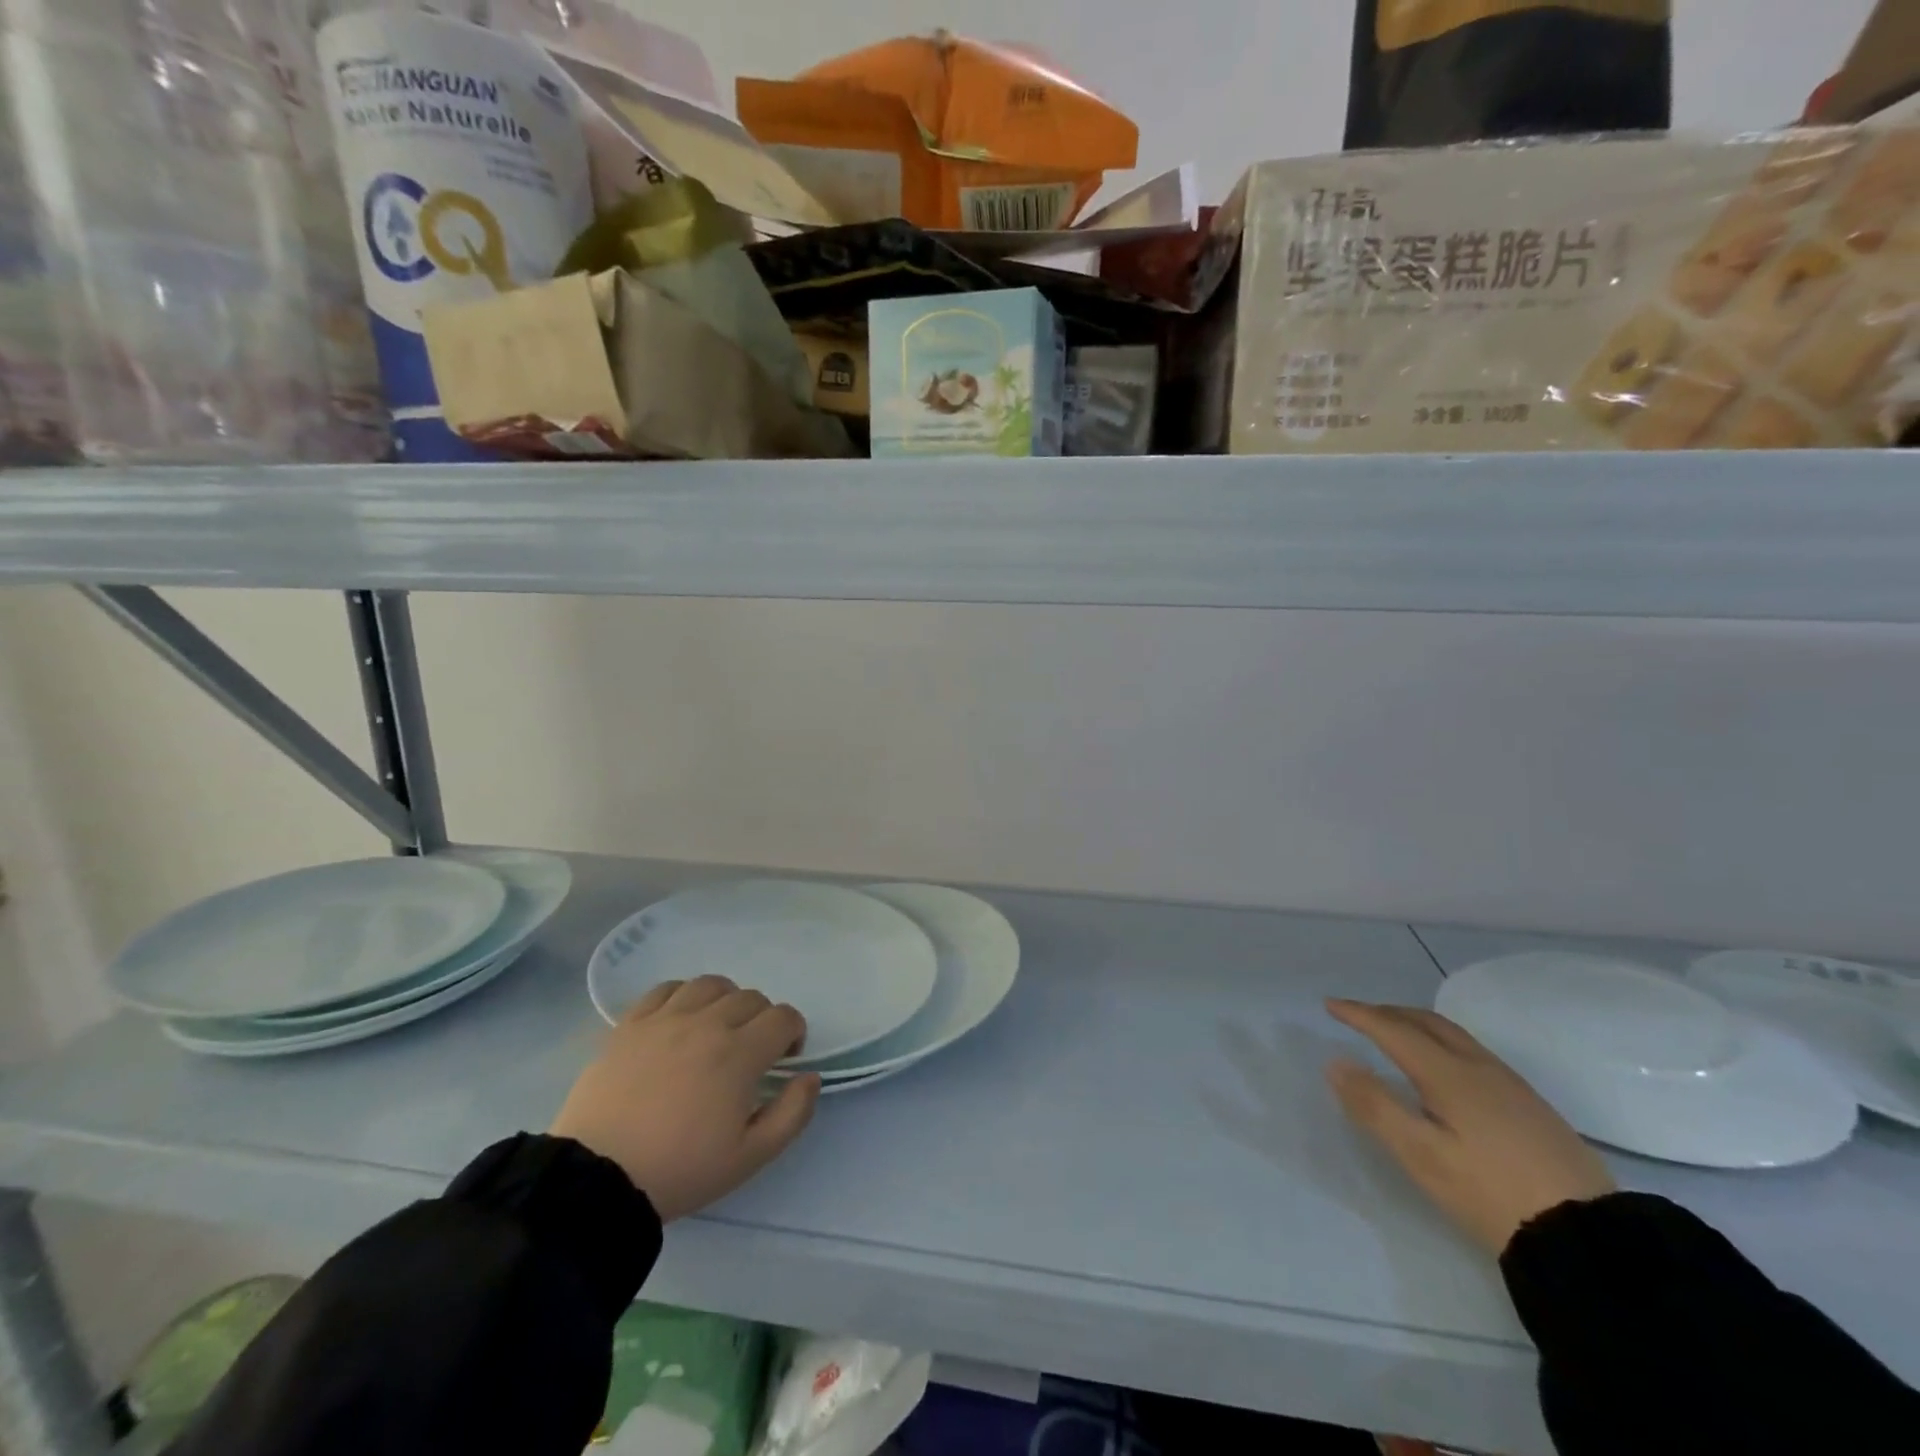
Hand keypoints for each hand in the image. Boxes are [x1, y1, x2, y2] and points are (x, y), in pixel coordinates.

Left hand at [552, 976, 819, 1220]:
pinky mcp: (631, 1024)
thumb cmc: (680, 1170)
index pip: (784, 1017)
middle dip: (762, 1020)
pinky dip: (683, 995)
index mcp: (740, 1053)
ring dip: (725, 1000)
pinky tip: (681, 1018)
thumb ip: (792, 1114)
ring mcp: (666, 1019)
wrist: (597, 1180)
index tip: (784, 1058)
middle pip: (751, 997)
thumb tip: (810, 1077)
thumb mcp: (750, 1158)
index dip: (794, 1032)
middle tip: (751, 1052)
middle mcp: (707, 1023)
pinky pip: (666, 988)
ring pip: (711, 984)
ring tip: (717, 1027)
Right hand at [1325, 999, 1615, 1254]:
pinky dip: (1441, 1042)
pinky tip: (1443, 1067)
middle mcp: (1480, 1067)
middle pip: (1428, 1022)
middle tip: (1358, 1014)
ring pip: (1454, 1035)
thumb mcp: (1421, 1155)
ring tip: (1394, 1033)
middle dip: (1388, 1012)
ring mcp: (1511, 1085)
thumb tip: (1336, 1062)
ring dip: (1417, 1024)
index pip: (1393, 1030)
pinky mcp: (1531, 1106)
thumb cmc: (1490, 1193)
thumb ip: (1375, 1106)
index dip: (1359, 1014)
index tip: (1330, 1004)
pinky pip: (1473, 1052)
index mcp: (1449, 1074)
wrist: (1589, 1238)